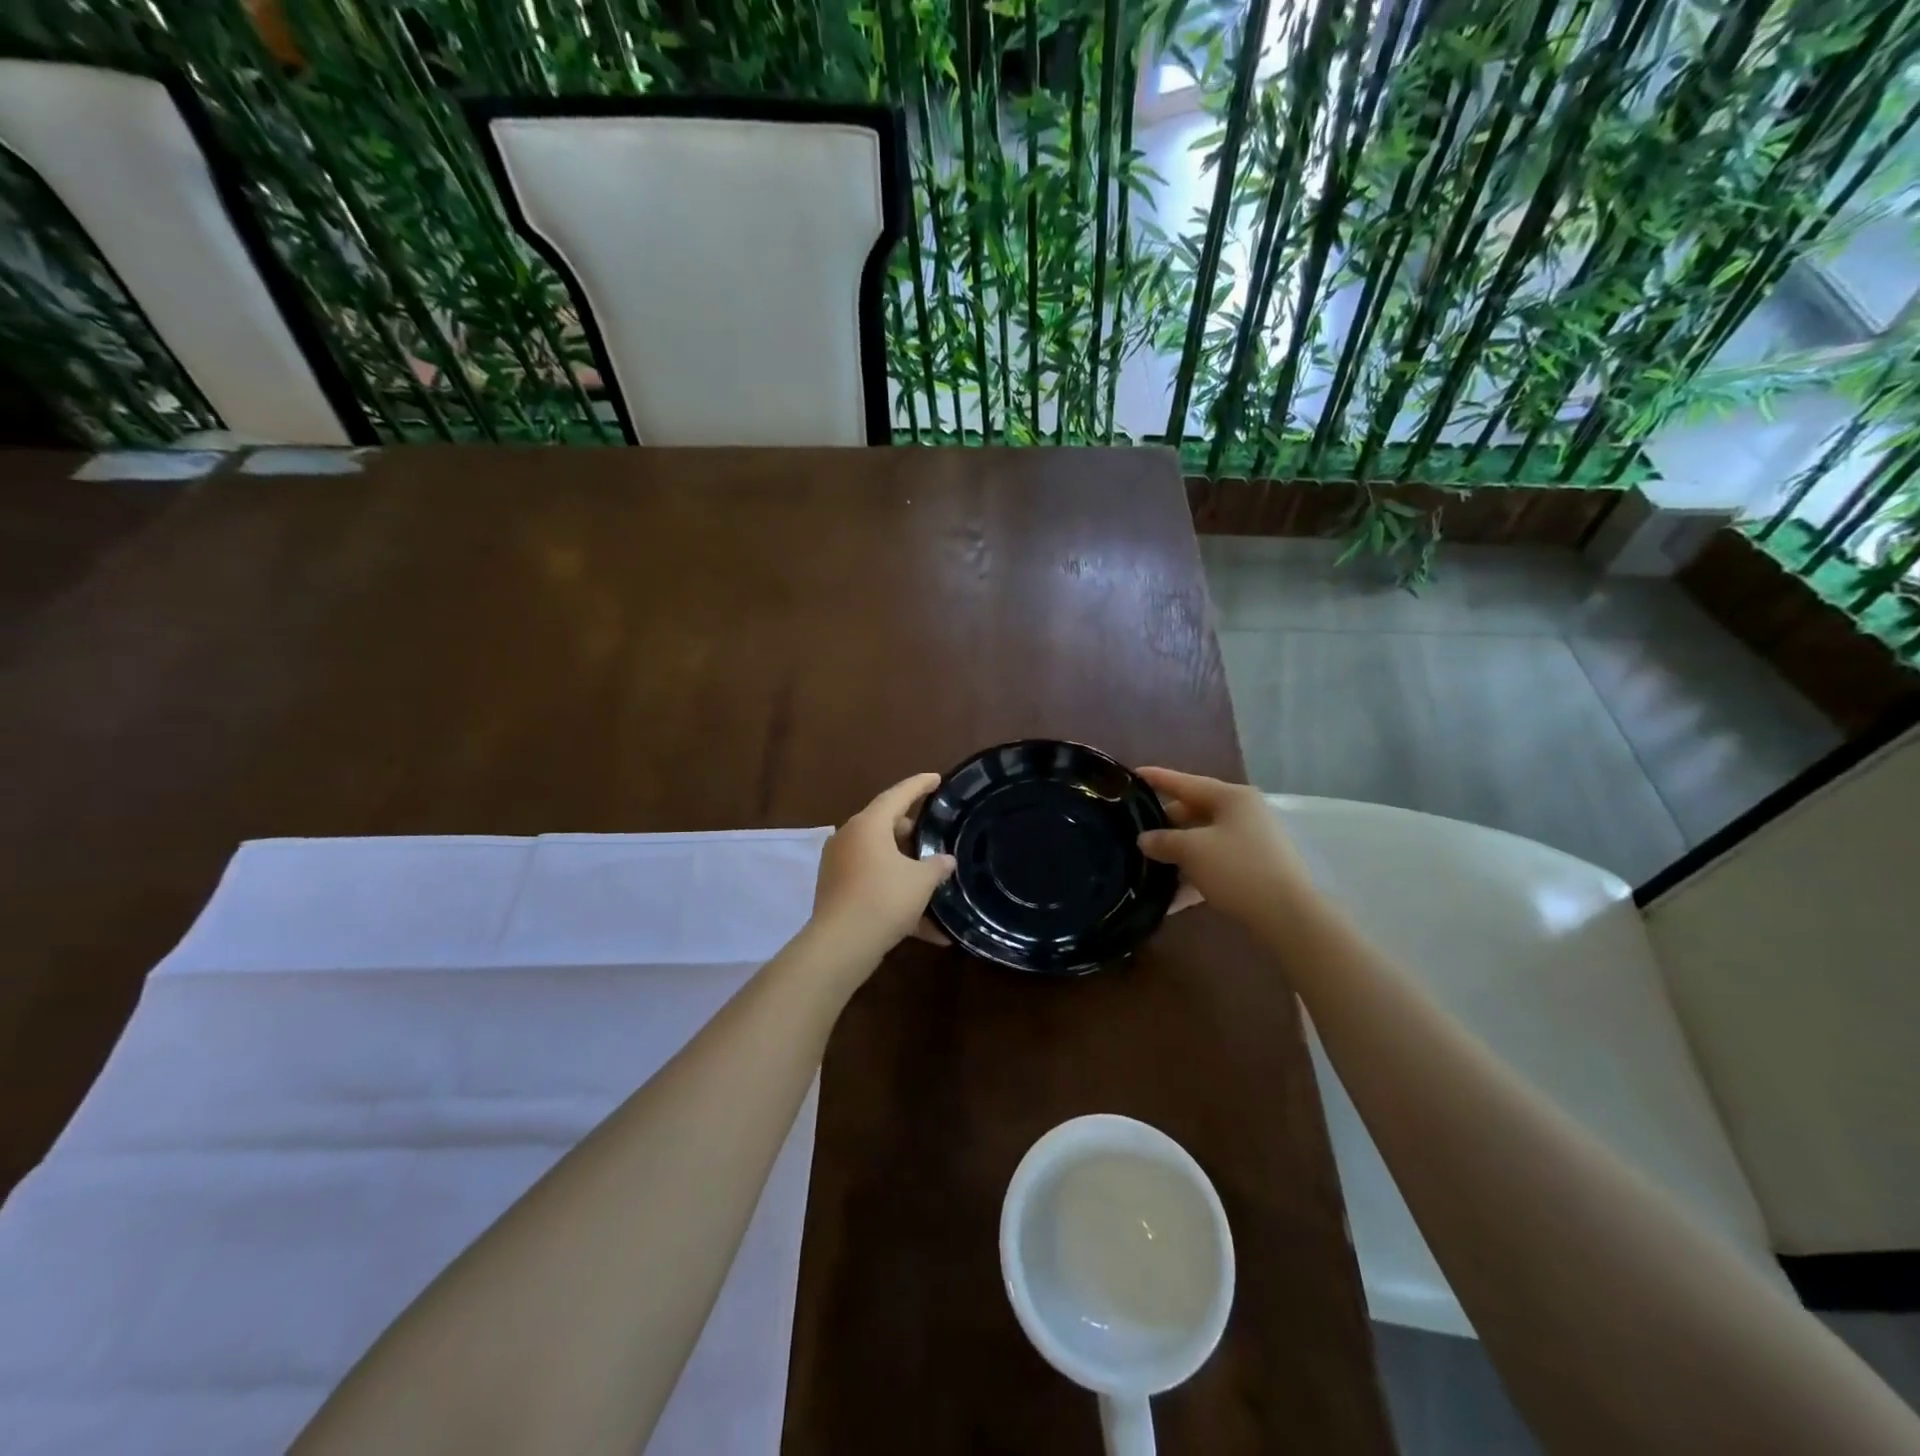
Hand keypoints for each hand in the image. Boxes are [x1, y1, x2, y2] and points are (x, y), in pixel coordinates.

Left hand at [810, 773, 957, 963]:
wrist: (841, 945)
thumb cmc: (884, 899)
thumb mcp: (921, 881)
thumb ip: (937, 866)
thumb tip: (946, 860)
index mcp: (869, 824)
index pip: (898, 794)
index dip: (920, 785)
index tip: (936, 778)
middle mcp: (849, 838)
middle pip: (884, 824)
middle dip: (911, 831)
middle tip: (933, 836)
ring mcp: (838, 865)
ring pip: (878, 856)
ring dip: (904, 866)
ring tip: (930, 878)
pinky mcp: (835, 890)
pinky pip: (870, 883)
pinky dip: (893, 893)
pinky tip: (923, 926)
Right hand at [1136, 767, 1317, 929]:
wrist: (1288, 916)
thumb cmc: (1237, 869)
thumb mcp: (1192, 851)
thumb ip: (1163, 841)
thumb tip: (1144, 839)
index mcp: (1231, 797)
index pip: (1186, 782)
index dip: (1157, 778)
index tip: (1133, 773)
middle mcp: (1244, 813)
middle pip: (1196, 811)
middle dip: (1166, 822)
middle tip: (1136, 829)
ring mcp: (1253, 842)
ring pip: (1204, 840)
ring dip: (1178, 852)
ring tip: (1148, 863)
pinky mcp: (1255, 869)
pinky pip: (1216, 864)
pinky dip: (1195, 874)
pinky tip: (1172, 896)